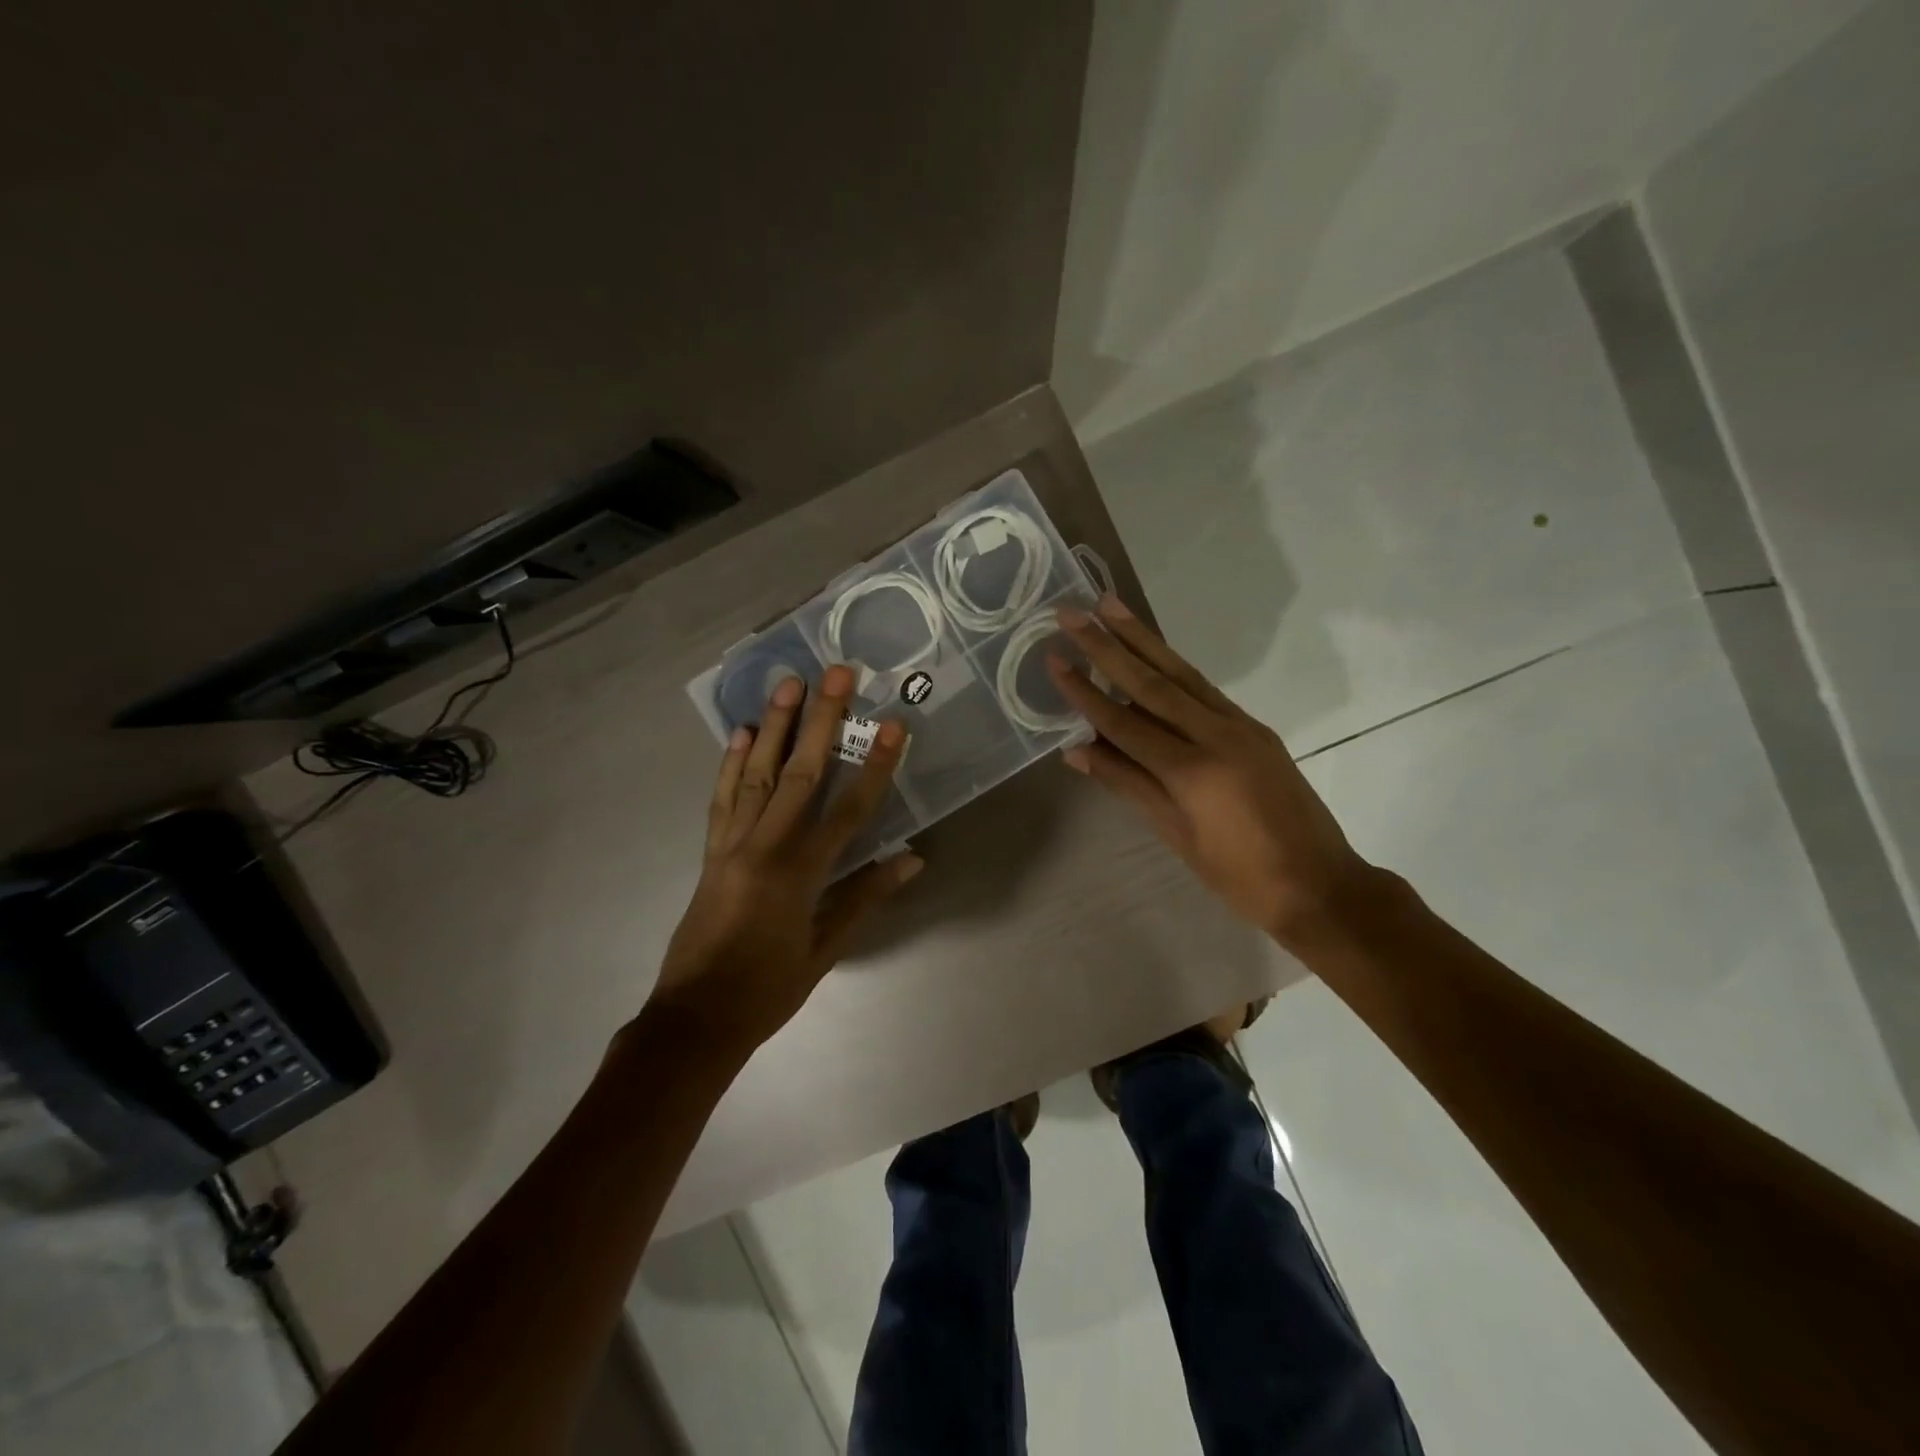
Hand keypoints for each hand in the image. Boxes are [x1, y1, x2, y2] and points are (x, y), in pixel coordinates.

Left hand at [650, 665, 922, 1052]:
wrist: (694, 1019)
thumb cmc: (767, 991)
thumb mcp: (826, 950)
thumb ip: (866, 898)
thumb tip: (912, 859)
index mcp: (800, 874)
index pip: (850, 810)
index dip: (876, 767)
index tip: (893, 726)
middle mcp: (765, 847)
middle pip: (800, 773)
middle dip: (822, 720)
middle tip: (836, 674)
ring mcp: (732, 845)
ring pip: (756, 774)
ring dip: (776, 727)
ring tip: (789, 684)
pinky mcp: (711, 851)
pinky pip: (722, 798)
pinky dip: (731, 762)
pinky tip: (742, 733)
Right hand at [1049, 596, 1375, 947]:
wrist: (1320, 884)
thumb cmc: (1239, 876)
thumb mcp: (1177, 835)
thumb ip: (1128, 784)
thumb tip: (1077, 751)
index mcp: (1192, 771)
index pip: (1124, 722)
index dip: (1085, 692)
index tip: (1055, 658)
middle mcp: (1216, 735)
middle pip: (1152, 682)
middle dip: (1108, 646)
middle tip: (1074, 612)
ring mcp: (1240, 726)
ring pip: (1182, 674)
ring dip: (1143, 639)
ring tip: (1110, 606)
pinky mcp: (1255, 728)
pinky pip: (1204, 689)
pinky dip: (1173, 667)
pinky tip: (1153, 652)